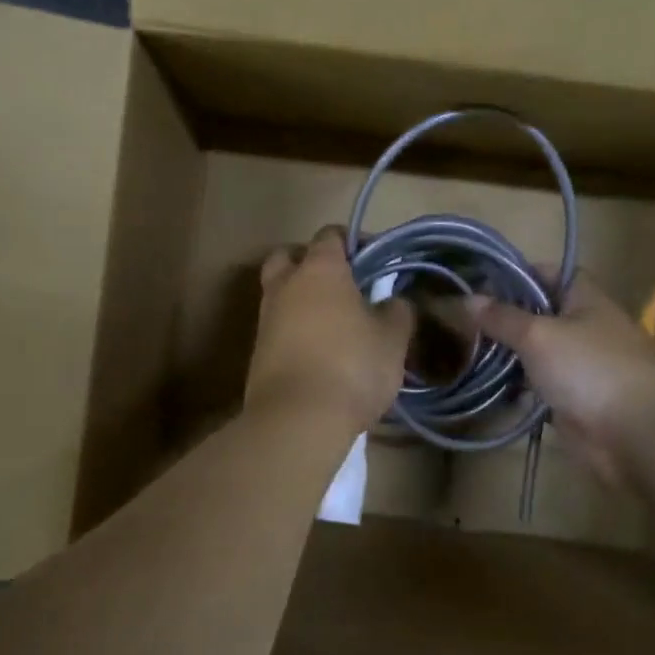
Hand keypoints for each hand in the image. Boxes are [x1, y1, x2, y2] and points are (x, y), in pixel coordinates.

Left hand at [246, 227, 414, 431]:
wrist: (297, 420)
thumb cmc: (352, 366)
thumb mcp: (392, 339)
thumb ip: (397, 312)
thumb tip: (393, 302)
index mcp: (320, 270)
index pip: (331, 235)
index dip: (354, 242)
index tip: (376, 261)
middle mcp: (285, 286)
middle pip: (289, 257)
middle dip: (312, 262)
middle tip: (342, 283)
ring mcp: (266, 320)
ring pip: (280, 294)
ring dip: (302, 300)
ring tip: (335, 323)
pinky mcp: (258, 354)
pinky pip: (278, 328)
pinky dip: (295, 331)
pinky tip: (320, 352)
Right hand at [468, 274, 654, 485]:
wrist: (637, 434)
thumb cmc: (589, 369)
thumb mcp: (538, 335)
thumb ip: (502, 318)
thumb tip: (467, 298)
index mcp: (584, 299)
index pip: (548, 273)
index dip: (516, 274)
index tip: (479, 283)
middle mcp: (584, 327)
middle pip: (538, 315)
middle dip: (503, 319)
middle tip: (462, 323)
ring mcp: (580, 366)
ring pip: (536, 354)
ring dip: (506, 356)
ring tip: (464, 355)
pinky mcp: (573, 400)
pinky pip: (538, 388)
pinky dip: (516, 389)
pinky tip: (485, 389)